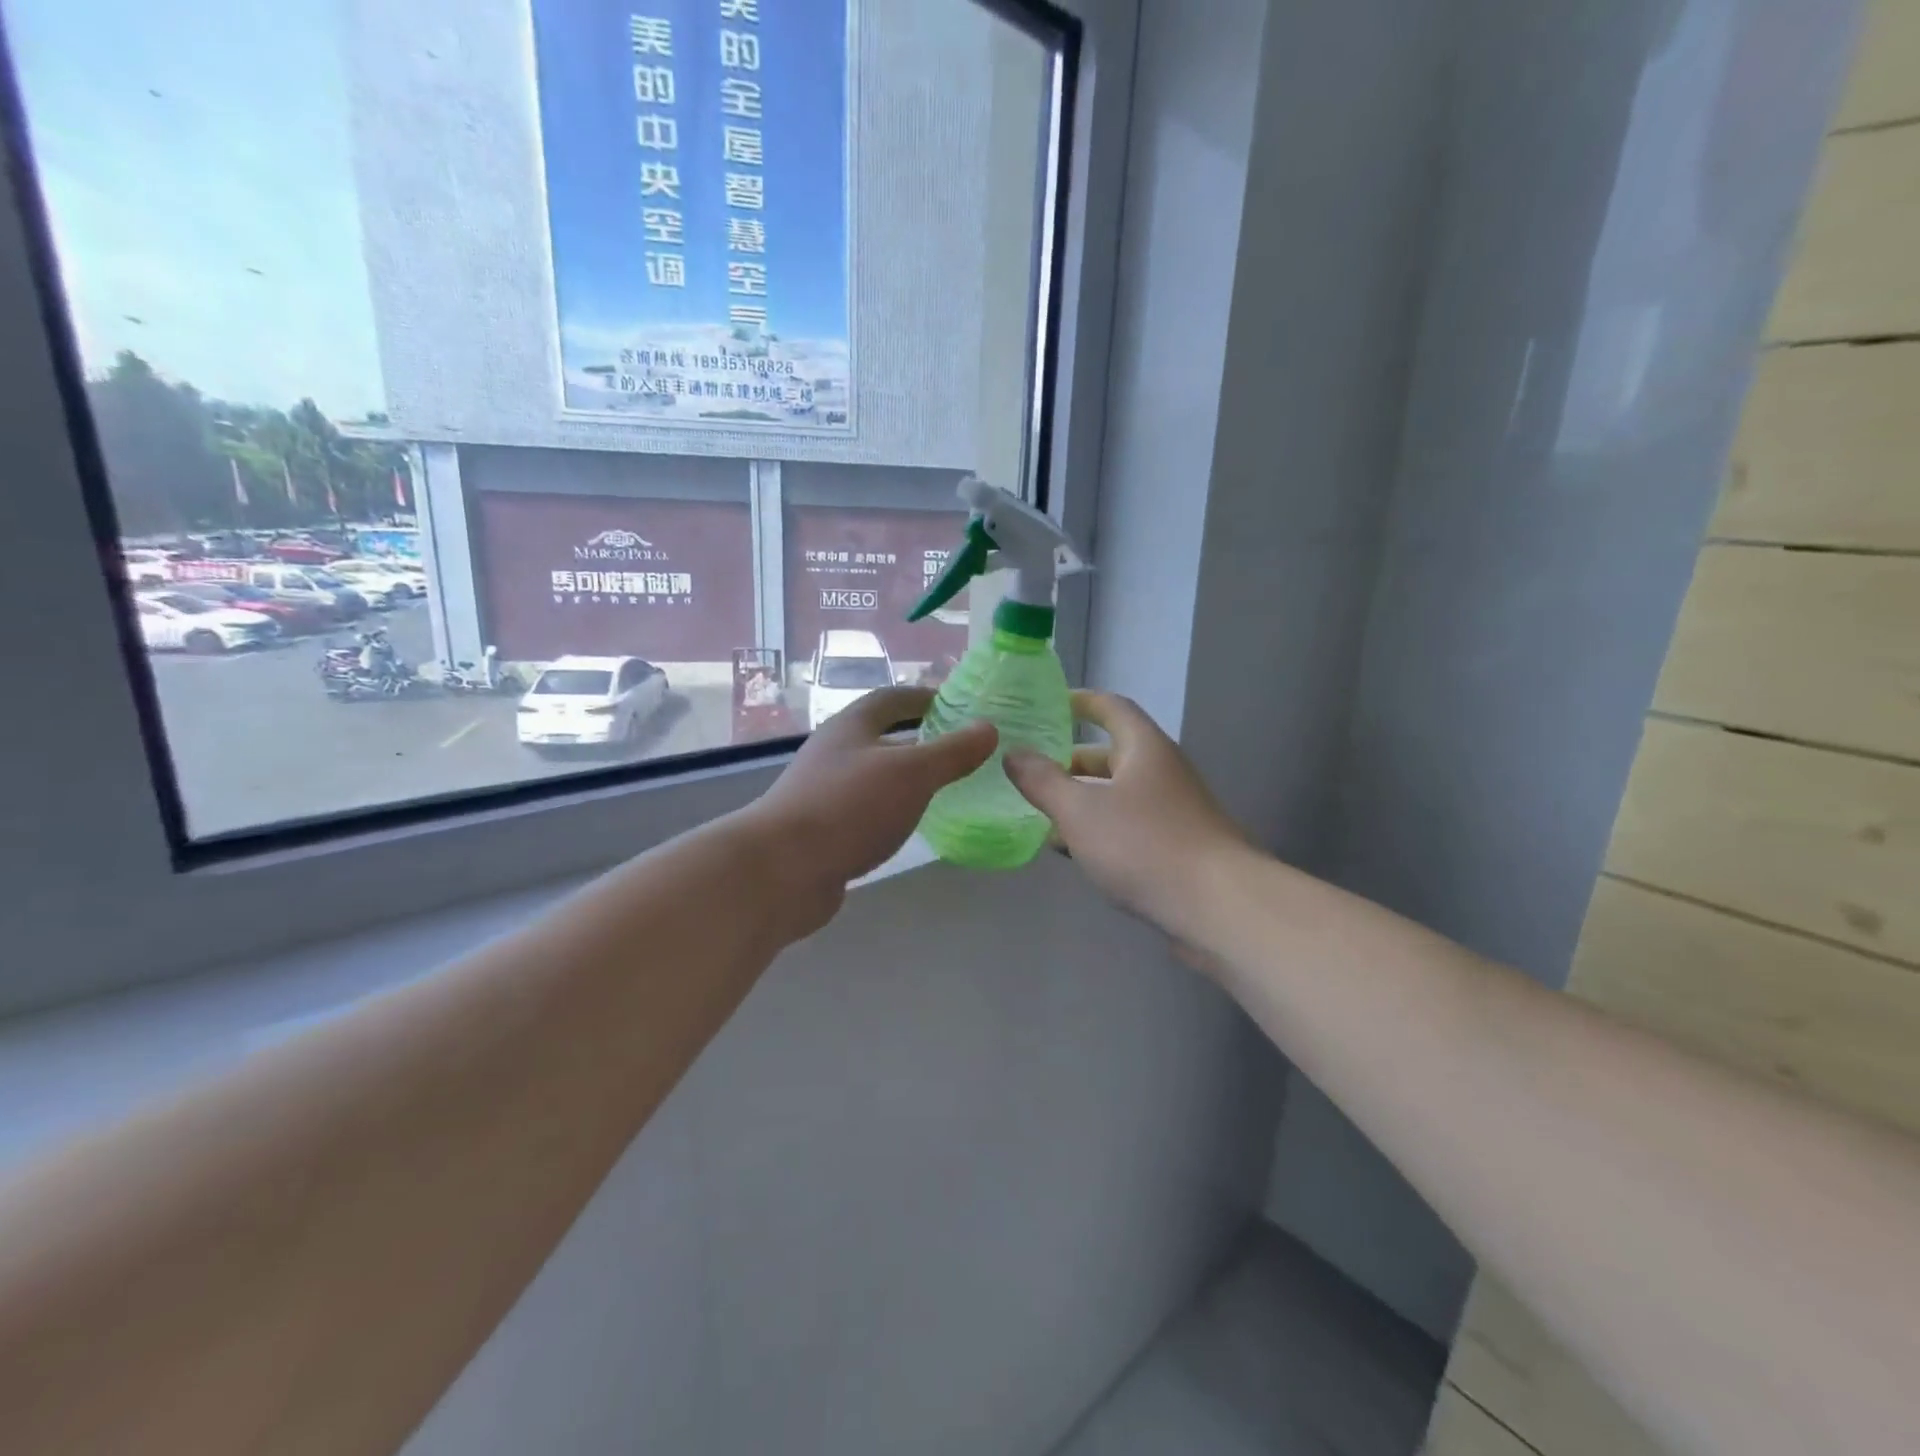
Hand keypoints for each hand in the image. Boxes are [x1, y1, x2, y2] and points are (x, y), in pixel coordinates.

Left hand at [743, 687, 996, 937]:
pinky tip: (912, 824)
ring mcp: (826, 792)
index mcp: (852, 726)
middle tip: (961, 750)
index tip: (959, 705)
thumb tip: (988, 728)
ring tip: (946, 787)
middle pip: (883, 736)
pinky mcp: (824, 829)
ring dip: (907, 777)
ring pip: (876, 775)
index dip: (925, 697)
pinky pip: (868, 809)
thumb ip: (951, 752)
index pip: (892, 698)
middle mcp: (836, 752)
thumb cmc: (849, 807)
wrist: (782, 870)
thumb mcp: (911, 773)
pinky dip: (893, 809)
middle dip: (920, 739)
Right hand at [1004, 691, 1248, 944]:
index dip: (1079, 702)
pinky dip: (1099, 830)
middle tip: (1029, 771)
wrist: (1219, 906)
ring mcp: (1173, 810)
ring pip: (1117, 794)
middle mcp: (1162, 771)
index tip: (1047, 706)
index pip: (1110, 707)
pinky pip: (1128, 826)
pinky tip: (1072, 851)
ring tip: (1039, 813)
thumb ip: (1043, 781)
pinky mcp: (1177, 847)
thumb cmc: (1144, 844)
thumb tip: (1014, 754)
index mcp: (1144, 747)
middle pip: (1111, 754)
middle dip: (1069, 761)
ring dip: (1081, 800)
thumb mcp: (1080, 810)